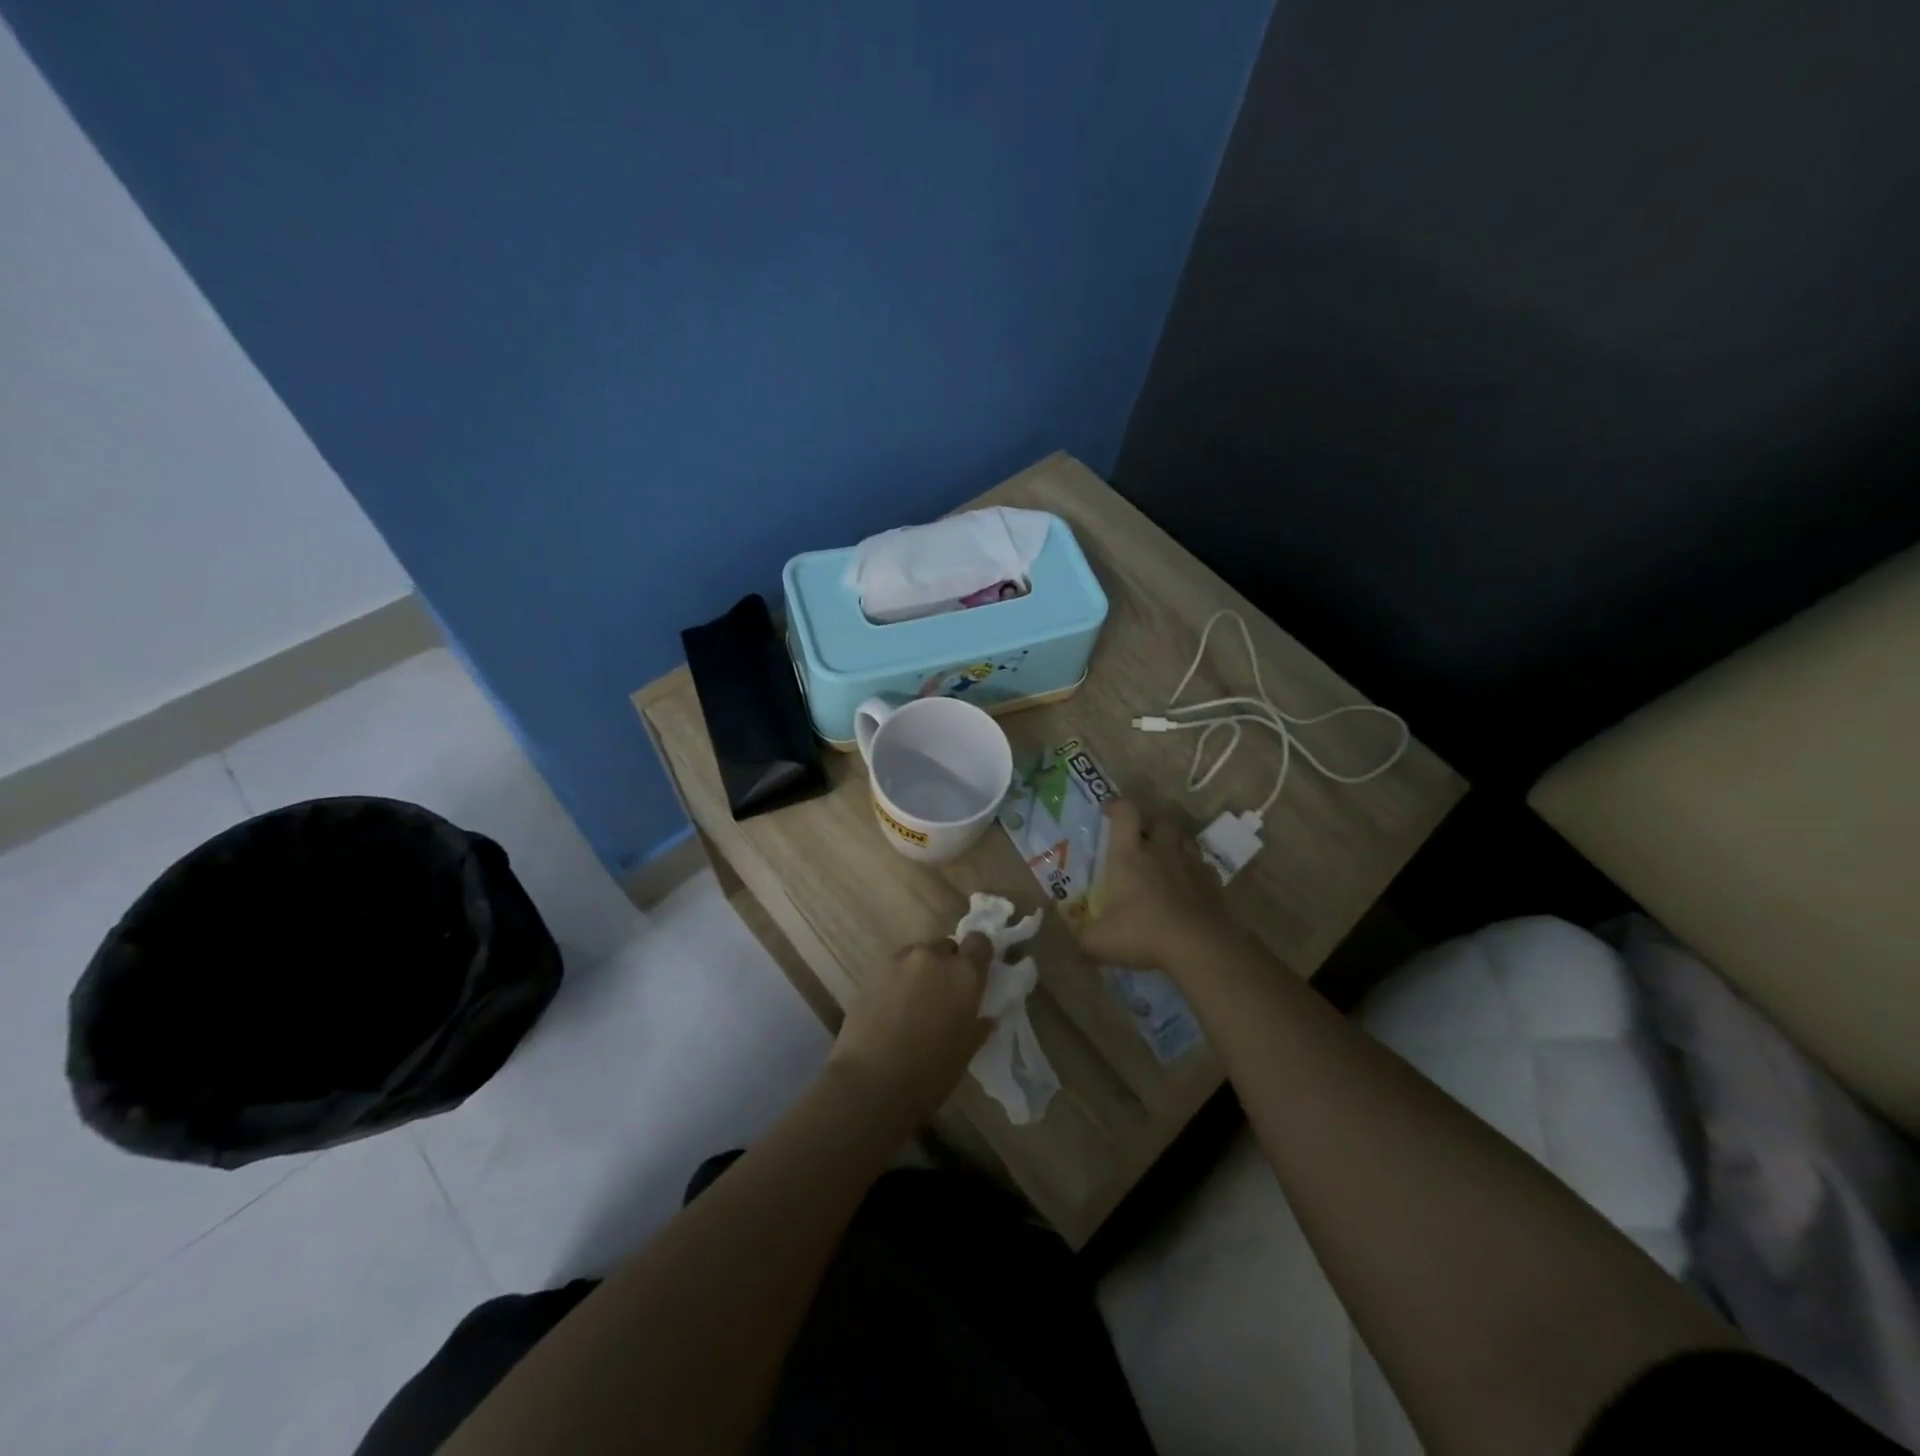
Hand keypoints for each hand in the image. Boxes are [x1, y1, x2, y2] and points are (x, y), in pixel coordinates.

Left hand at [827, 933, 992, 1127]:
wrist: (871, 1081)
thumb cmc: (930, 1073)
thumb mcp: (965, 1052)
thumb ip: (977, 1026)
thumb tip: (984, 1018)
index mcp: (964, 974)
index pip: (979, 942)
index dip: (978, 954)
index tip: (976, 972)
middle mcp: (933, 957)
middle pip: (946, 946)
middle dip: (948, 963)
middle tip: (944, 993)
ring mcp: (900, 961)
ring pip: (918, 954)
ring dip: (922, 969)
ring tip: (916, 1000)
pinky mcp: (873, 972)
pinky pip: (894, 967)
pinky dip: (898, 980)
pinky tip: (893, 1007)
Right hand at [1079, 799, 1231, 970]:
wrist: (1200, 946)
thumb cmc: (1143, 933)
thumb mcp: (1099, 942)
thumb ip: (1082, 938)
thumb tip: (1073, 941)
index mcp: (1129, 855)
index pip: (1125, 812)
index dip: (1117, 806)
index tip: (1109, 811)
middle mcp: (1160, 851)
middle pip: (1160, 820)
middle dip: (1151, 823)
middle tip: (1141, 837)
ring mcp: (1190, 864)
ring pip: (1185, 839)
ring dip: (1174, 843)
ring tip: (1165, 858)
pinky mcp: (1212, 882)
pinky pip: (1202, 866)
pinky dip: (1194, 870)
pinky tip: (1188, 885)